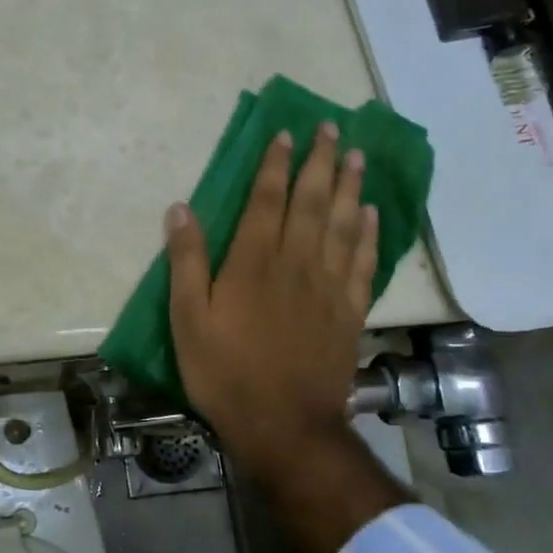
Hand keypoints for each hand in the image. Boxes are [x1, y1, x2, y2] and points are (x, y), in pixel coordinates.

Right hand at [165, 123, 402, 552]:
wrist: (284, 425)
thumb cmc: (225, 372)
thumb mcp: (187, 320)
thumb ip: (186, 262)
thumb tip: (180, 210)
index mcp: (253, 263)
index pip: (267, 200)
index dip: (274, 164)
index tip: (284, 133)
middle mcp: (296, 263)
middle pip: (311, 201)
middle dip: (318, 161)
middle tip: (329, 127)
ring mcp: (328, 286)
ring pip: (343, 223)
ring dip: (349, 186)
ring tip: (355, 155)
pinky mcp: (349, 311)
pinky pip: (363, 261)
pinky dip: (369, 233)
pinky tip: (371, 213)